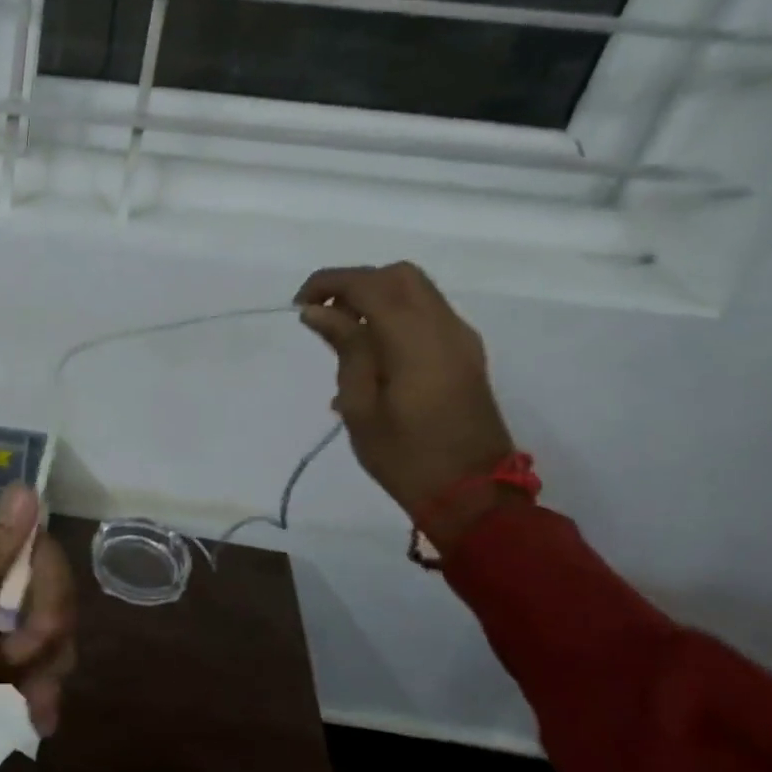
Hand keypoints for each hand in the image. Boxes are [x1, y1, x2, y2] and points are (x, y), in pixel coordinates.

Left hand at [0, 486, 76, 771]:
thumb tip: (28, 488)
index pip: (22, 542)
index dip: (46, 581)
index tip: (47, 631)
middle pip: (30, 582)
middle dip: (48, 626)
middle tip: (45, 673)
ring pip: (27, 622)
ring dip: (46, 660)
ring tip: (43, 712)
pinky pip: (12, 657)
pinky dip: (30, 681)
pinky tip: (40, 717)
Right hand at [295, 262, 517, 549]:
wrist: (474, 496)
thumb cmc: (405, 456)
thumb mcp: (361, 405)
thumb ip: (346, 348)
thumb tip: (319, 311)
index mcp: (416, 340)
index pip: (369, 285)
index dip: (329, 283)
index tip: (298, 305)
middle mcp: (445, 328)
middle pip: (398, 276)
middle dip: (355, 283)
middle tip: (322, 313)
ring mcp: (461, 340)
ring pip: (416, 291)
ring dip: (375, 296)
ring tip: (342, 331)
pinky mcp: (465, 354)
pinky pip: (427, 313)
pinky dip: (394, 313)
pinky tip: (371, 349)